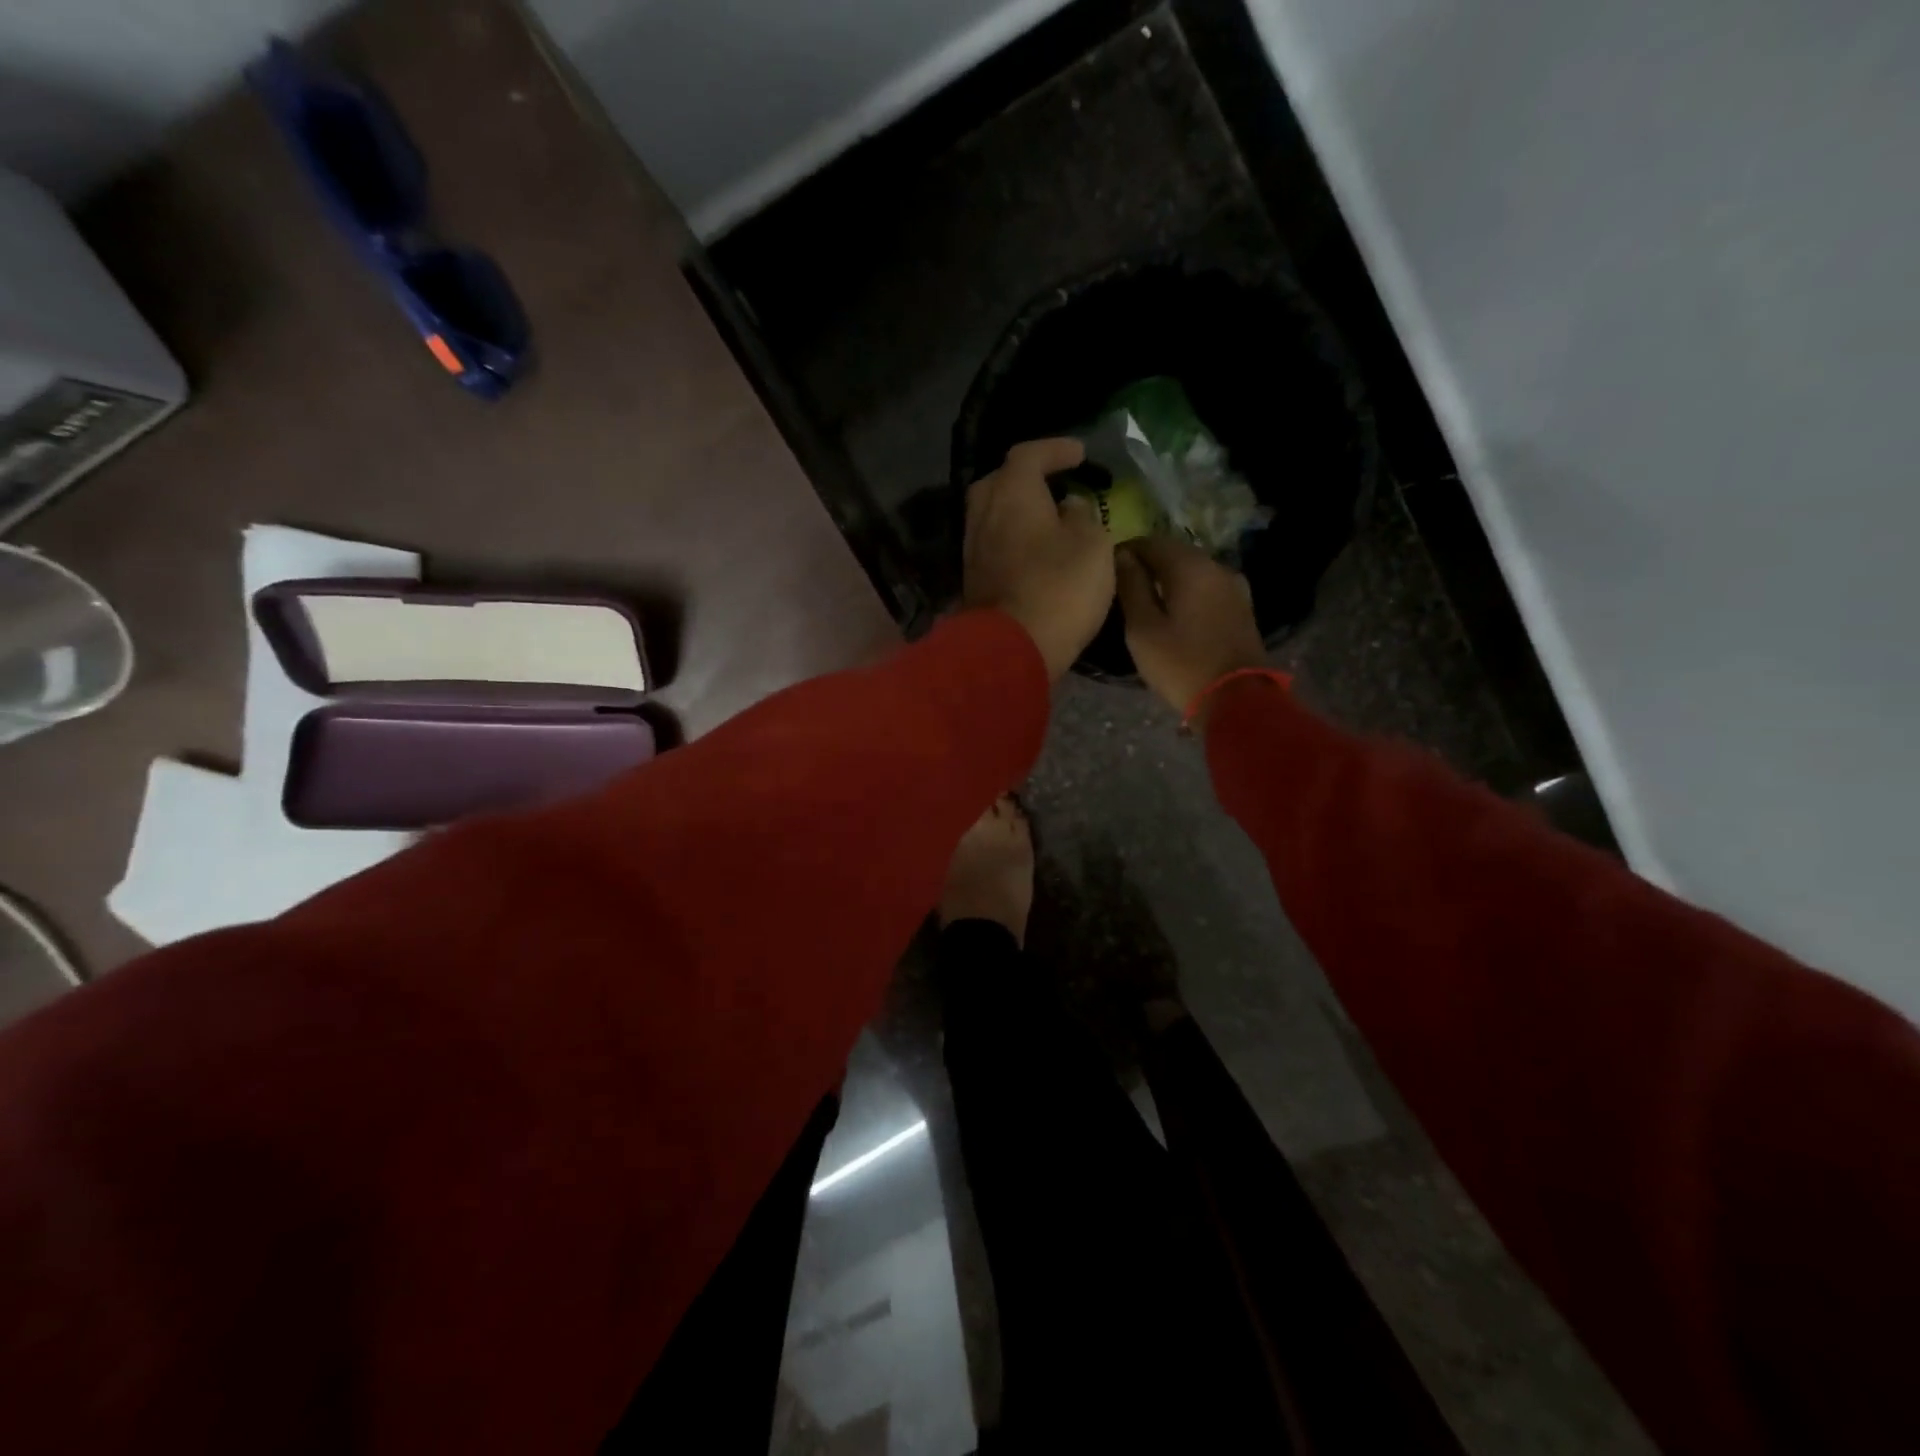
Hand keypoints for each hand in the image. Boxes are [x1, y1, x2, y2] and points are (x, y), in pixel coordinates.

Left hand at [964, 438, 1115, 680]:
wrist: (1011, 649)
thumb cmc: (1059, 588)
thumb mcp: (1092, 544)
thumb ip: (1082, 515)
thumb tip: (1068, 506)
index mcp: (1012, 493)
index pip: (1028, 454)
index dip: (1055, 449)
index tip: (1080, 455)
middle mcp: (983, 514)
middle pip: (1000, 482)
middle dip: (1027, 478)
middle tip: (1055, 485)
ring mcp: (973, 550)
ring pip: (993, 516)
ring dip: (1019, 512)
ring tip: (1048, 520)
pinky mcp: (974, 581)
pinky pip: (994, 546)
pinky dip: (1013, 540)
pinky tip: (1034, 553)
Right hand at [1116, 536, 1267, 721]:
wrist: (1237, 700)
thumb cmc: (1181, 664)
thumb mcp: (1143, 628)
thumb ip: (1131, 587)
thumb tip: (1121, 556)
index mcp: (1190, 567)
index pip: (1150, 542)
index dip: (1125, 552)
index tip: (1105, 571)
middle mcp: (1216, 567)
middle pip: (1174, 553)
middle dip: (1147, 564)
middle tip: (1122, 587)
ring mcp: (1233, 587)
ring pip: (1191, 571)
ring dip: (1167, 580)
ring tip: (1145, 602)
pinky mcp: (1240, 607)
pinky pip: (1205, 588)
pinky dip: (1186, 592)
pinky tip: (1173, 612)